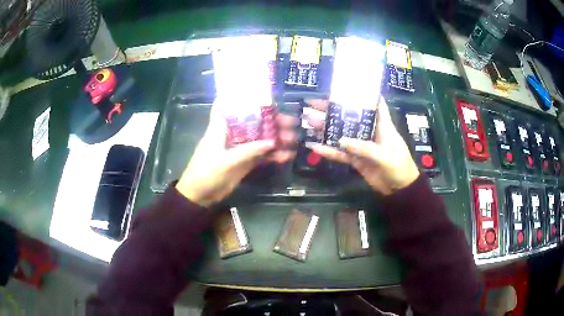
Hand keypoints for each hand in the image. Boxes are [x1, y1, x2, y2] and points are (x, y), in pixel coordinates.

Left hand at [176, 103, 296, 206]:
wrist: (200, 196)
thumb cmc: (206, 173)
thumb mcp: (226, 161)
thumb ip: (249, 151)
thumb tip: (272, 142)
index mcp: (221, 127)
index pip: (228, 105)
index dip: (242, 97)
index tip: (262, 94)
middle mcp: (232, 134)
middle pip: (253, 122)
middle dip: (272, 121)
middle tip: (291, 122)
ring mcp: (239, 148)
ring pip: (260, 138)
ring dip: (276, 138)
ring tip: (294, 140)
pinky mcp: (244, 161)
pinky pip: (261, 155)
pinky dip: (273, 155)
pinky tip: (287, 156)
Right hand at [306, 97, 418, 195]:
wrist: (399, 190)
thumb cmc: (399, 168)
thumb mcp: (386, 157)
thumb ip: (365, 148)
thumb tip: (341, 141)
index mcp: (382, 125)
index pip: (374, 104)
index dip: (363, 93)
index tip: (346, 86)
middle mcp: (369, 132)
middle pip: (350, 117)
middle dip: (332, 109)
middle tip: (313, 104)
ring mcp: (361, 146)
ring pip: (341, 134)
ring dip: (325, 128)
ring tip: (308, 121)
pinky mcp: (356, 159)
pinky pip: (340, 153)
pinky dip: (328, 151)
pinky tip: (314, 146)